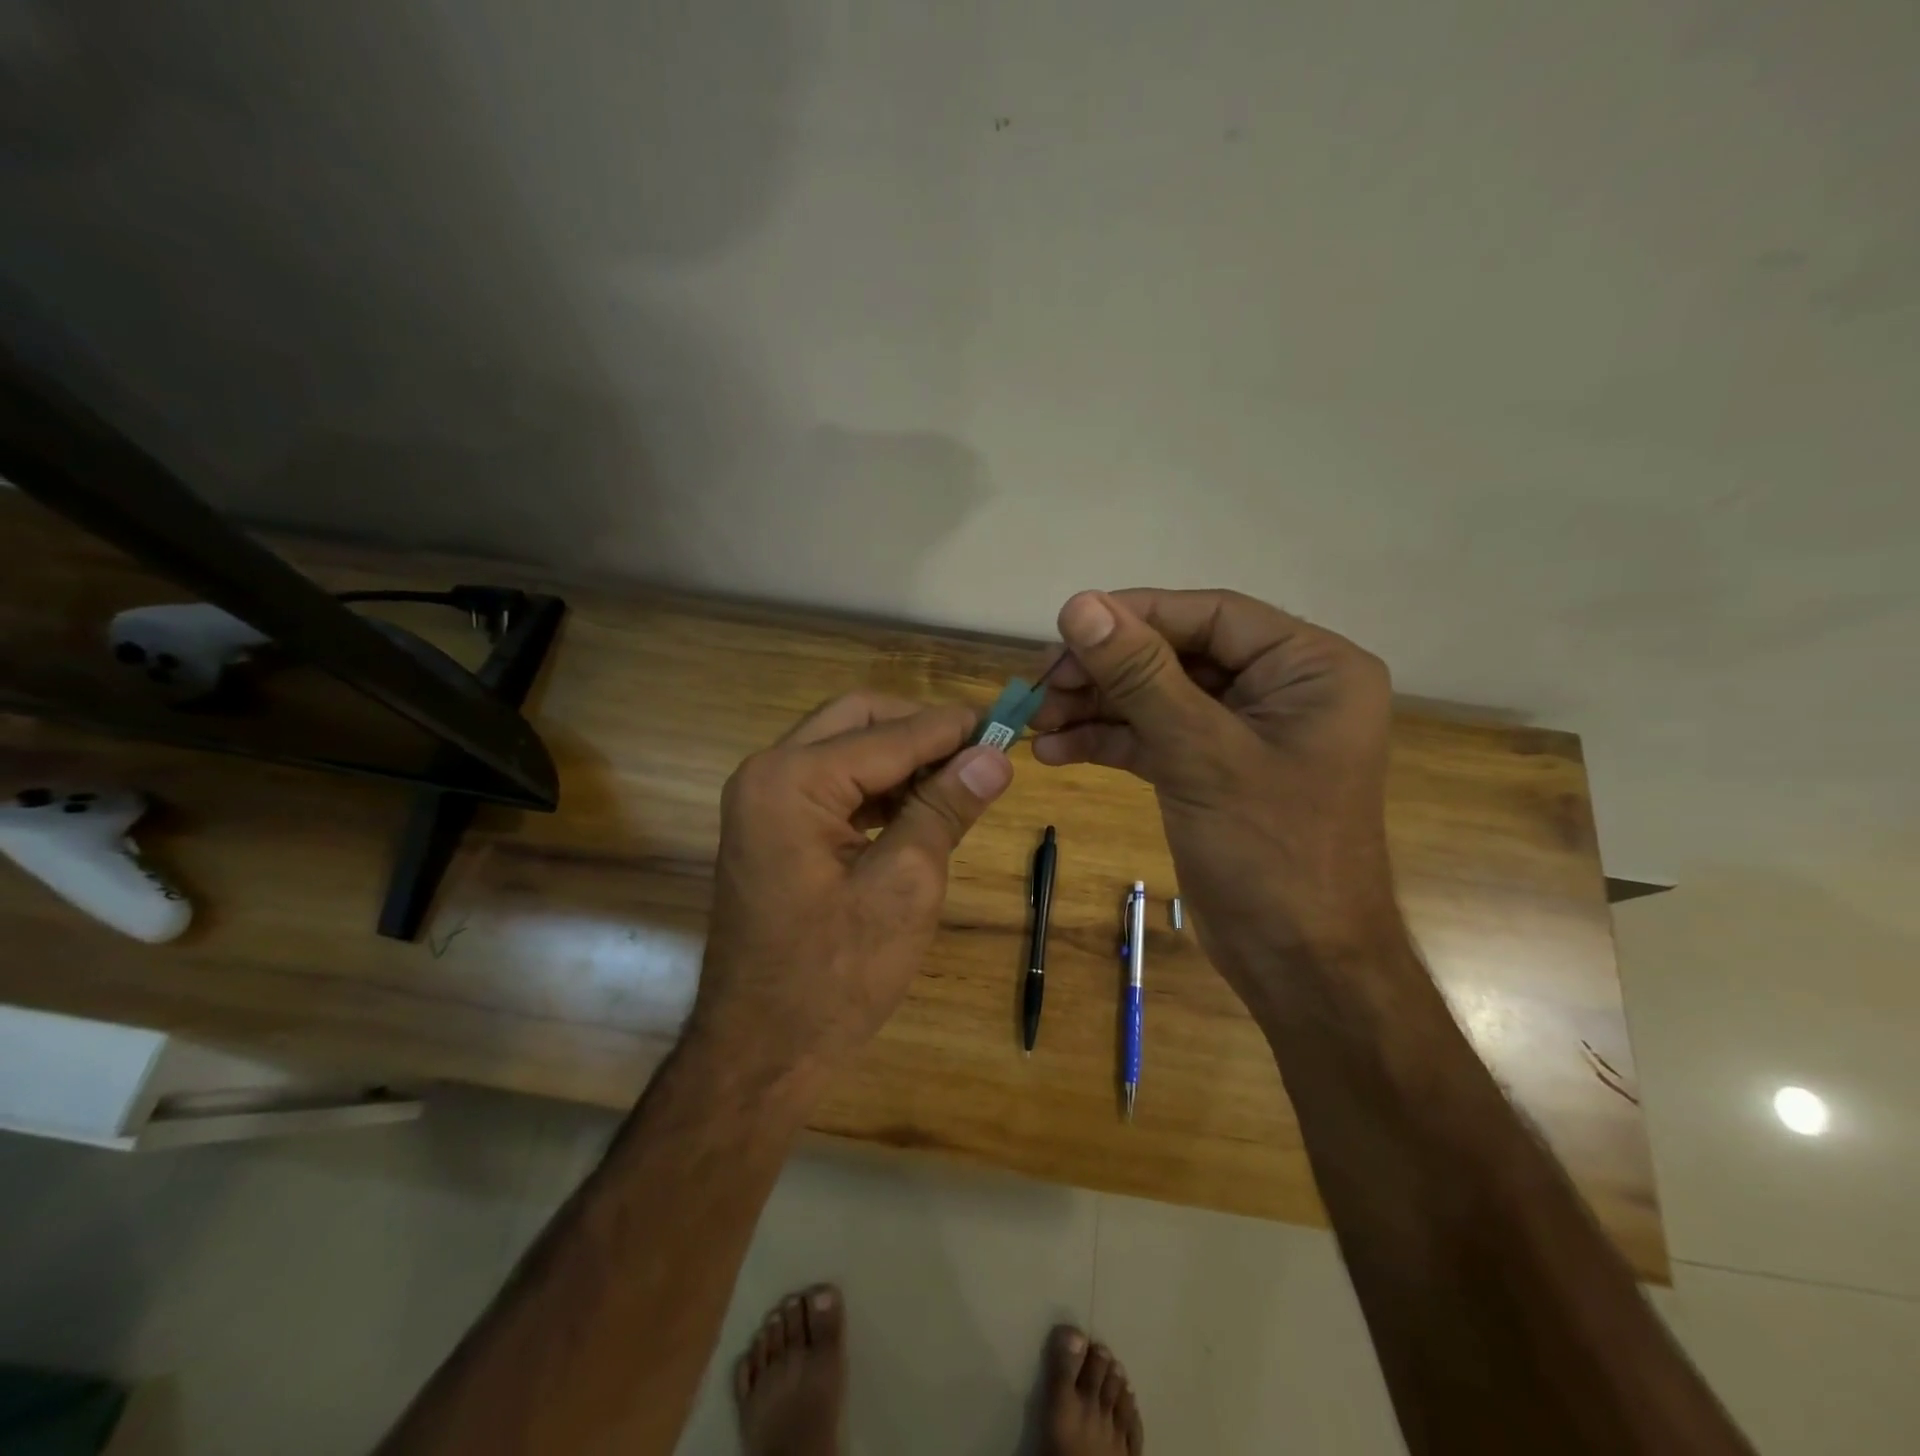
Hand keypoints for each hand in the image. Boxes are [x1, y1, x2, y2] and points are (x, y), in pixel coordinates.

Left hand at [691, 691, 1013, 1082]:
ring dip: (902, 756)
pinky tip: (919, 806)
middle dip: (922, 729)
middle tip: (981, 749)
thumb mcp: (905, 886)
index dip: (953, 727)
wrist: (761, 1051)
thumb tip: (996, 754)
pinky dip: (878, 786)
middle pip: (858, 720)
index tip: (1010, 724)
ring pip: (846, 747)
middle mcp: (767, 773)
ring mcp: (764, 801)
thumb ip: (945, 808)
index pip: (890, 734)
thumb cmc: (835, 976)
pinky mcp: (772, 827)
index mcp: (792, 779)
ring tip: (960, 779)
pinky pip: (832, 784)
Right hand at [1029, 589, 1399, 1007]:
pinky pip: (1155, 737)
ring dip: (1096, 707)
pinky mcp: (1213, 768)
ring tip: (1036, 721)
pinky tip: (1056, 751)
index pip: (1211, 615)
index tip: (1064, 627)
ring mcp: (1244, 731)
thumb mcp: (1200, 754)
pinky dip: (1108, 741)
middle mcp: (1281, 688)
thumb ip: (1140, 674)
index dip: (1134, 615)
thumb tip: (1080, 604)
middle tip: (1041, 684)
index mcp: (1310, 668)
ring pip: (1158, 697)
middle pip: (1178, 654)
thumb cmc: (1270, 853)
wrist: (1298, 966)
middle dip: (1106, 670)